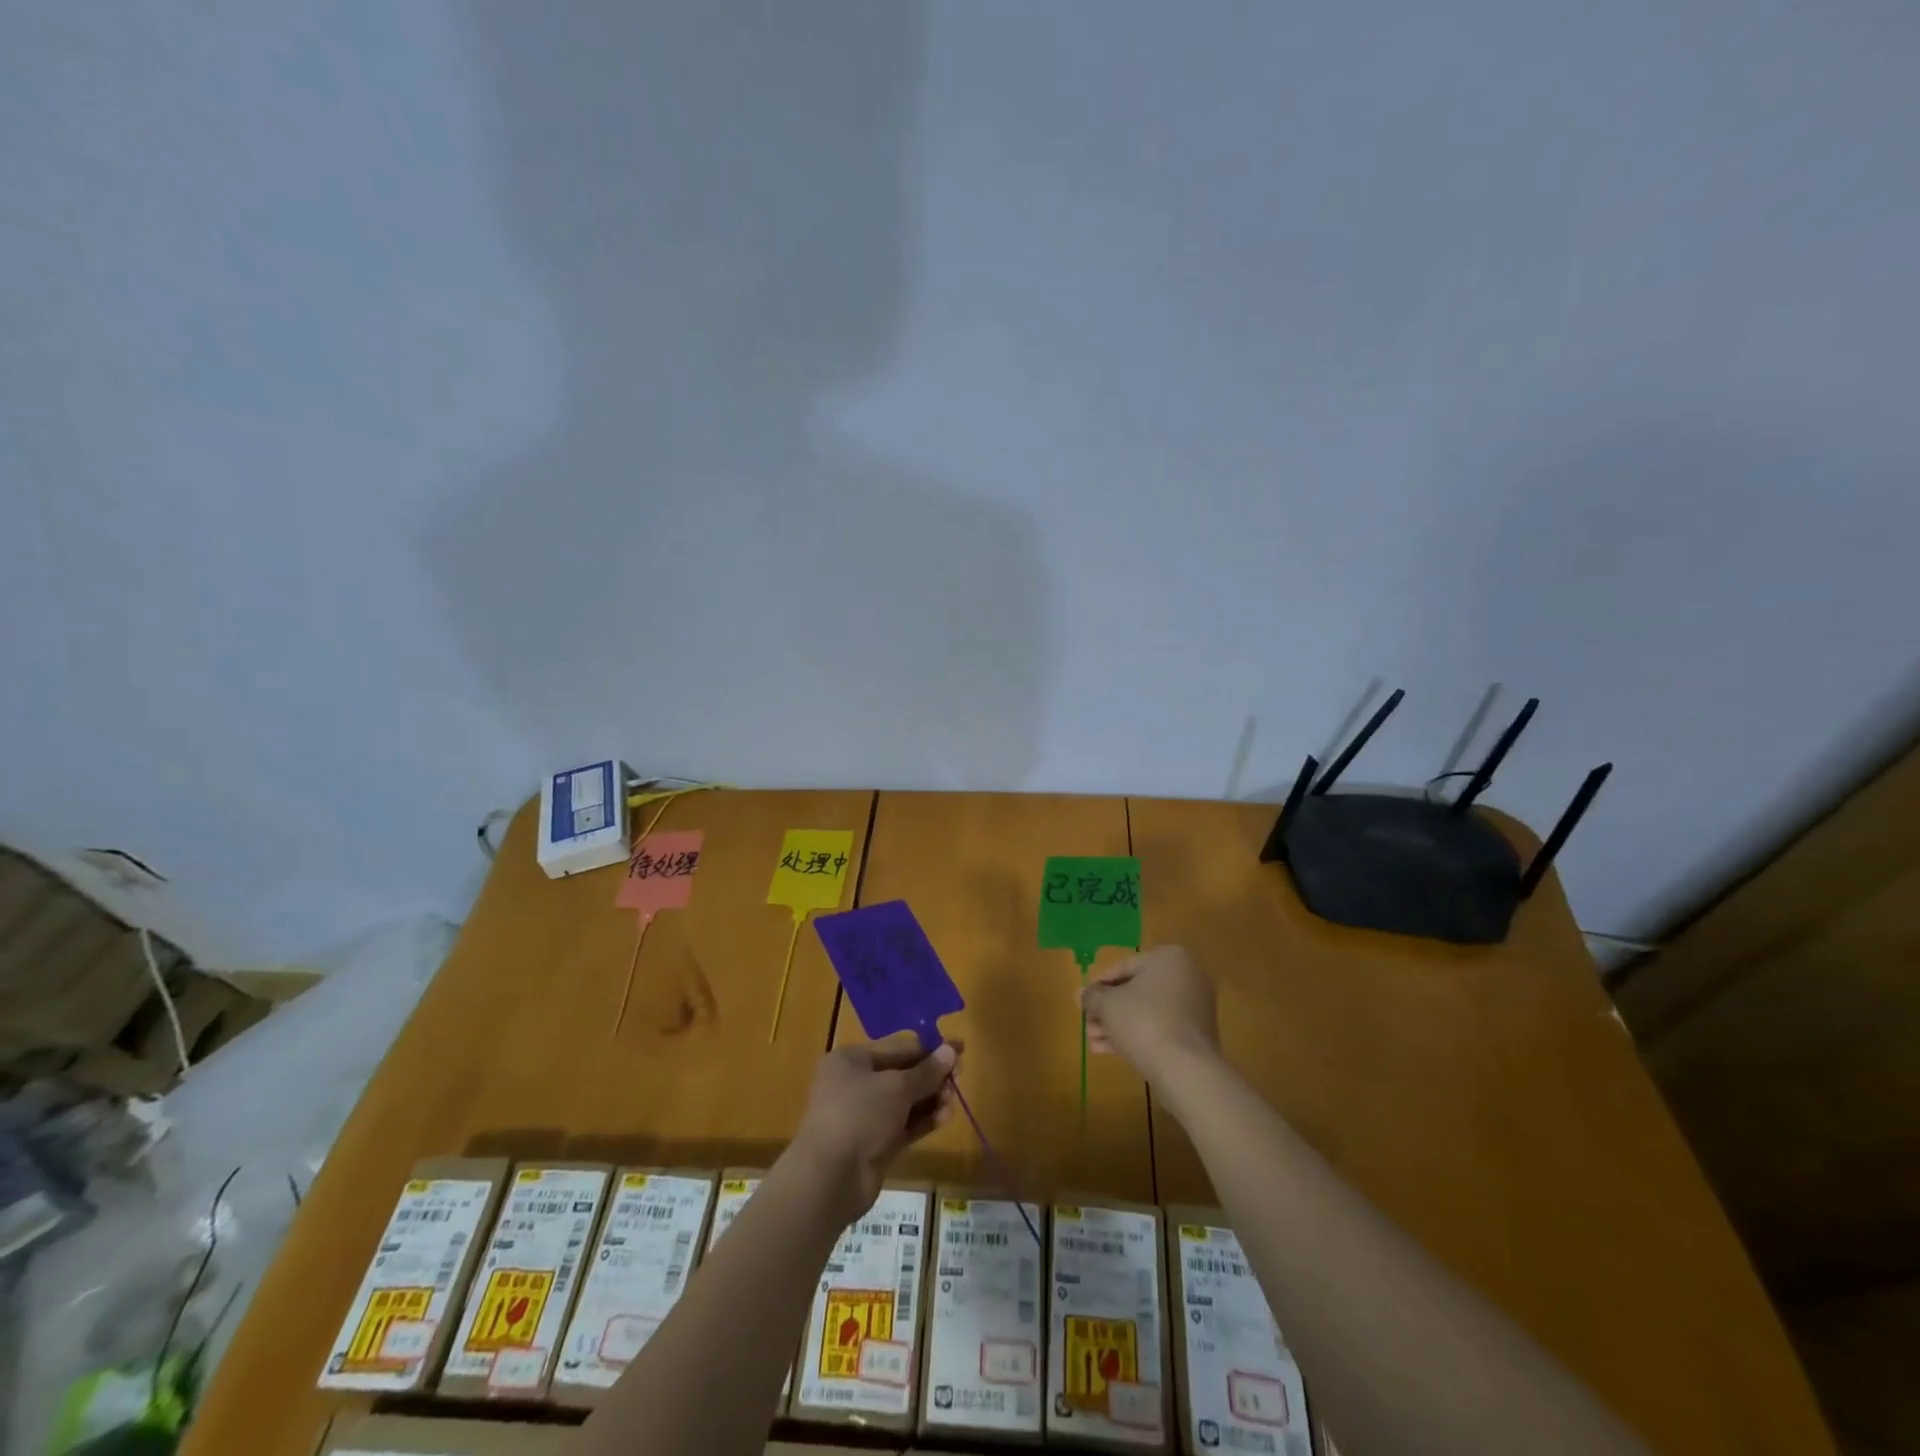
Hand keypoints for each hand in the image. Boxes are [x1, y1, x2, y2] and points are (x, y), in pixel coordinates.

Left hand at [788, 1032, 959, 1223]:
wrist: (829, 1179)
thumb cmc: (859, 1115)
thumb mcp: (896, 1087)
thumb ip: (926, 1071)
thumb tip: (951, 1050)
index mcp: (852, 1059)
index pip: (898, 1047)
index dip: (930, 1048)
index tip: (960, 1049)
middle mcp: (856, 1083)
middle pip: (902, 1073)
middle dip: (931, 1076)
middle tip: (959, 1079)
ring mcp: (865, 1116)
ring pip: (905, 1101)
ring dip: (931, 1099)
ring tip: (952, 1103)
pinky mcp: (875, 1144)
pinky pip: (904, 1125)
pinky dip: (923, 1121)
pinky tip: (944, 1118)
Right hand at [1080, 945, 1219, 1080]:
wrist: (1186, 1070)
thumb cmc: (1144, 1022)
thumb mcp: (1108, 1005)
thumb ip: (1092, 996)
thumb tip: (1081, 994)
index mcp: (1168, 958)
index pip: (1124, 966)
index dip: (1099, 984)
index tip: (1083, 1000)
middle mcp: (1187, 976)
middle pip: (1136, 990)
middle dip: (1108, 1009)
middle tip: (1087, 1023)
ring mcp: (1195, 1007)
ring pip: (1147, 1012)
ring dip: (1118, 1025)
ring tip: (1093, 1041)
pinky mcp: (1197, 1035)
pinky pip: (1161, 1028)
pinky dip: (1137, 1035)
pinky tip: (1110, 1050)